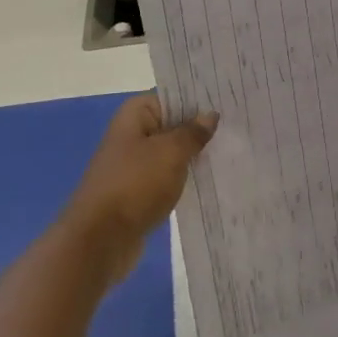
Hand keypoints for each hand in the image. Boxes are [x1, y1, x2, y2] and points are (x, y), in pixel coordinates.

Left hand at [60, 93, 216, 286]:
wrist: (100, 240)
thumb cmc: (135, 185)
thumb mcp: (170, 153)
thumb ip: (192, 132)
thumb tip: (209, 115)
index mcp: (135, 114)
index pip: (173, 96)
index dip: (199, 99)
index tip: (228, 102)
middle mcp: (132, 134)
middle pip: (173, 123)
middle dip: (200, 128)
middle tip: (238, 126)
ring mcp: (134, 164)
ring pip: (171, 152)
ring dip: (194, 154)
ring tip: (232, 150)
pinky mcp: (138, 191)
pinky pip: (167, 176)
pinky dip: (184, 177)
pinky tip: (211, 178)